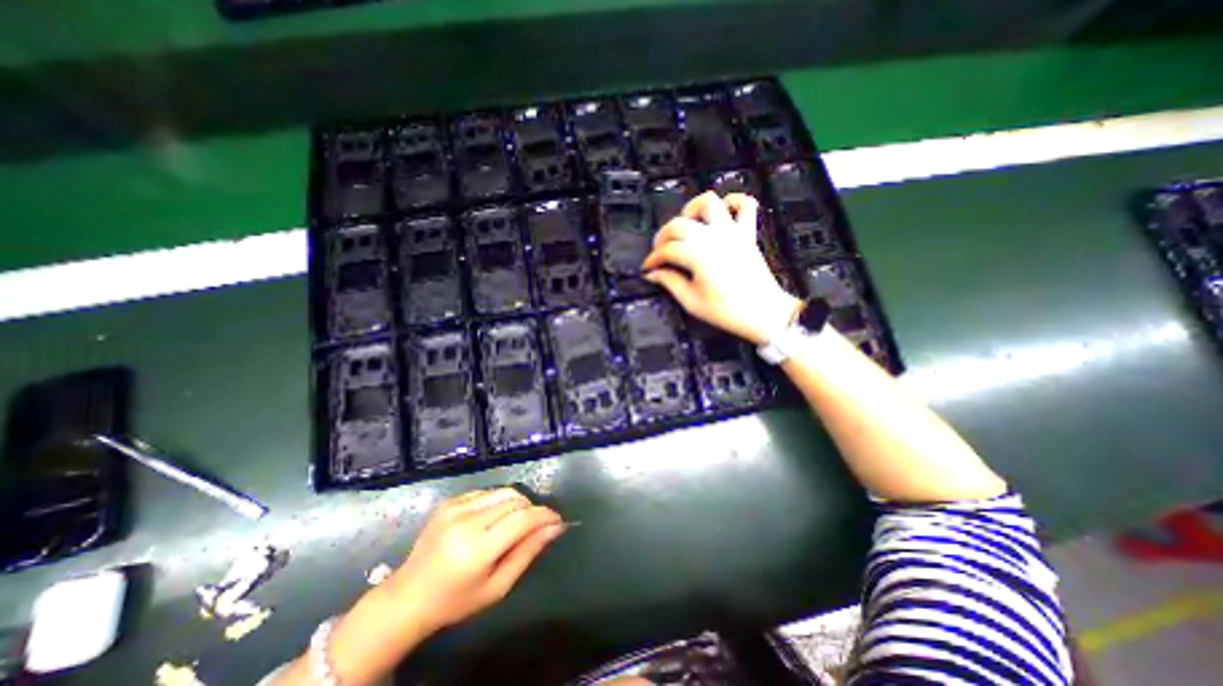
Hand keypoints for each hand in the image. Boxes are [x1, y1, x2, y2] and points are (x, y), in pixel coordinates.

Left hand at [388, 488, 562, 631]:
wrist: (407, 597)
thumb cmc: (455, 601)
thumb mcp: (497, 586)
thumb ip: (528, 553)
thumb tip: (555, 528)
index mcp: (477, 549)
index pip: (523, 519)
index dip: (545, 515)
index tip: (558, 520)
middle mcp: (467, 521)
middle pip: (516, 500)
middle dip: (533, 509)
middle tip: (537, 526)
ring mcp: (455, 507)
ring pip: (504, 492)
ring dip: (518, 503)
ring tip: (516, 522)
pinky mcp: (449, 501)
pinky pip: (487, 492)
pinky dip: (499, 501)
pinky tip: (494, 519)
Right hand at [641, 191, 802, 343]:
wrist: (764, 313)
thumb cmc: (726, 311)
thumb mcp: (692, 302)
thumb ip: (670, 283)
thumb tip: (653, 274)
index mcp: (697, 255)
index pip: (667, 250)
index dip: (653, 258)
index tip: (647, 268)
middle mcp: (712, 237)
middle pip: (678, 224)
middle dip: (663, 236)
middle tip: (660, 252)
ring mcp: (732, 231)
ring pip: (708, 202)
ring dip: (691, 209)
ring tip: (686, 226)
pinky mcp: (747, 233)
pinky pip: (745, 204)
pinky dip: (733, 202)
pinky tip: (722, 213)